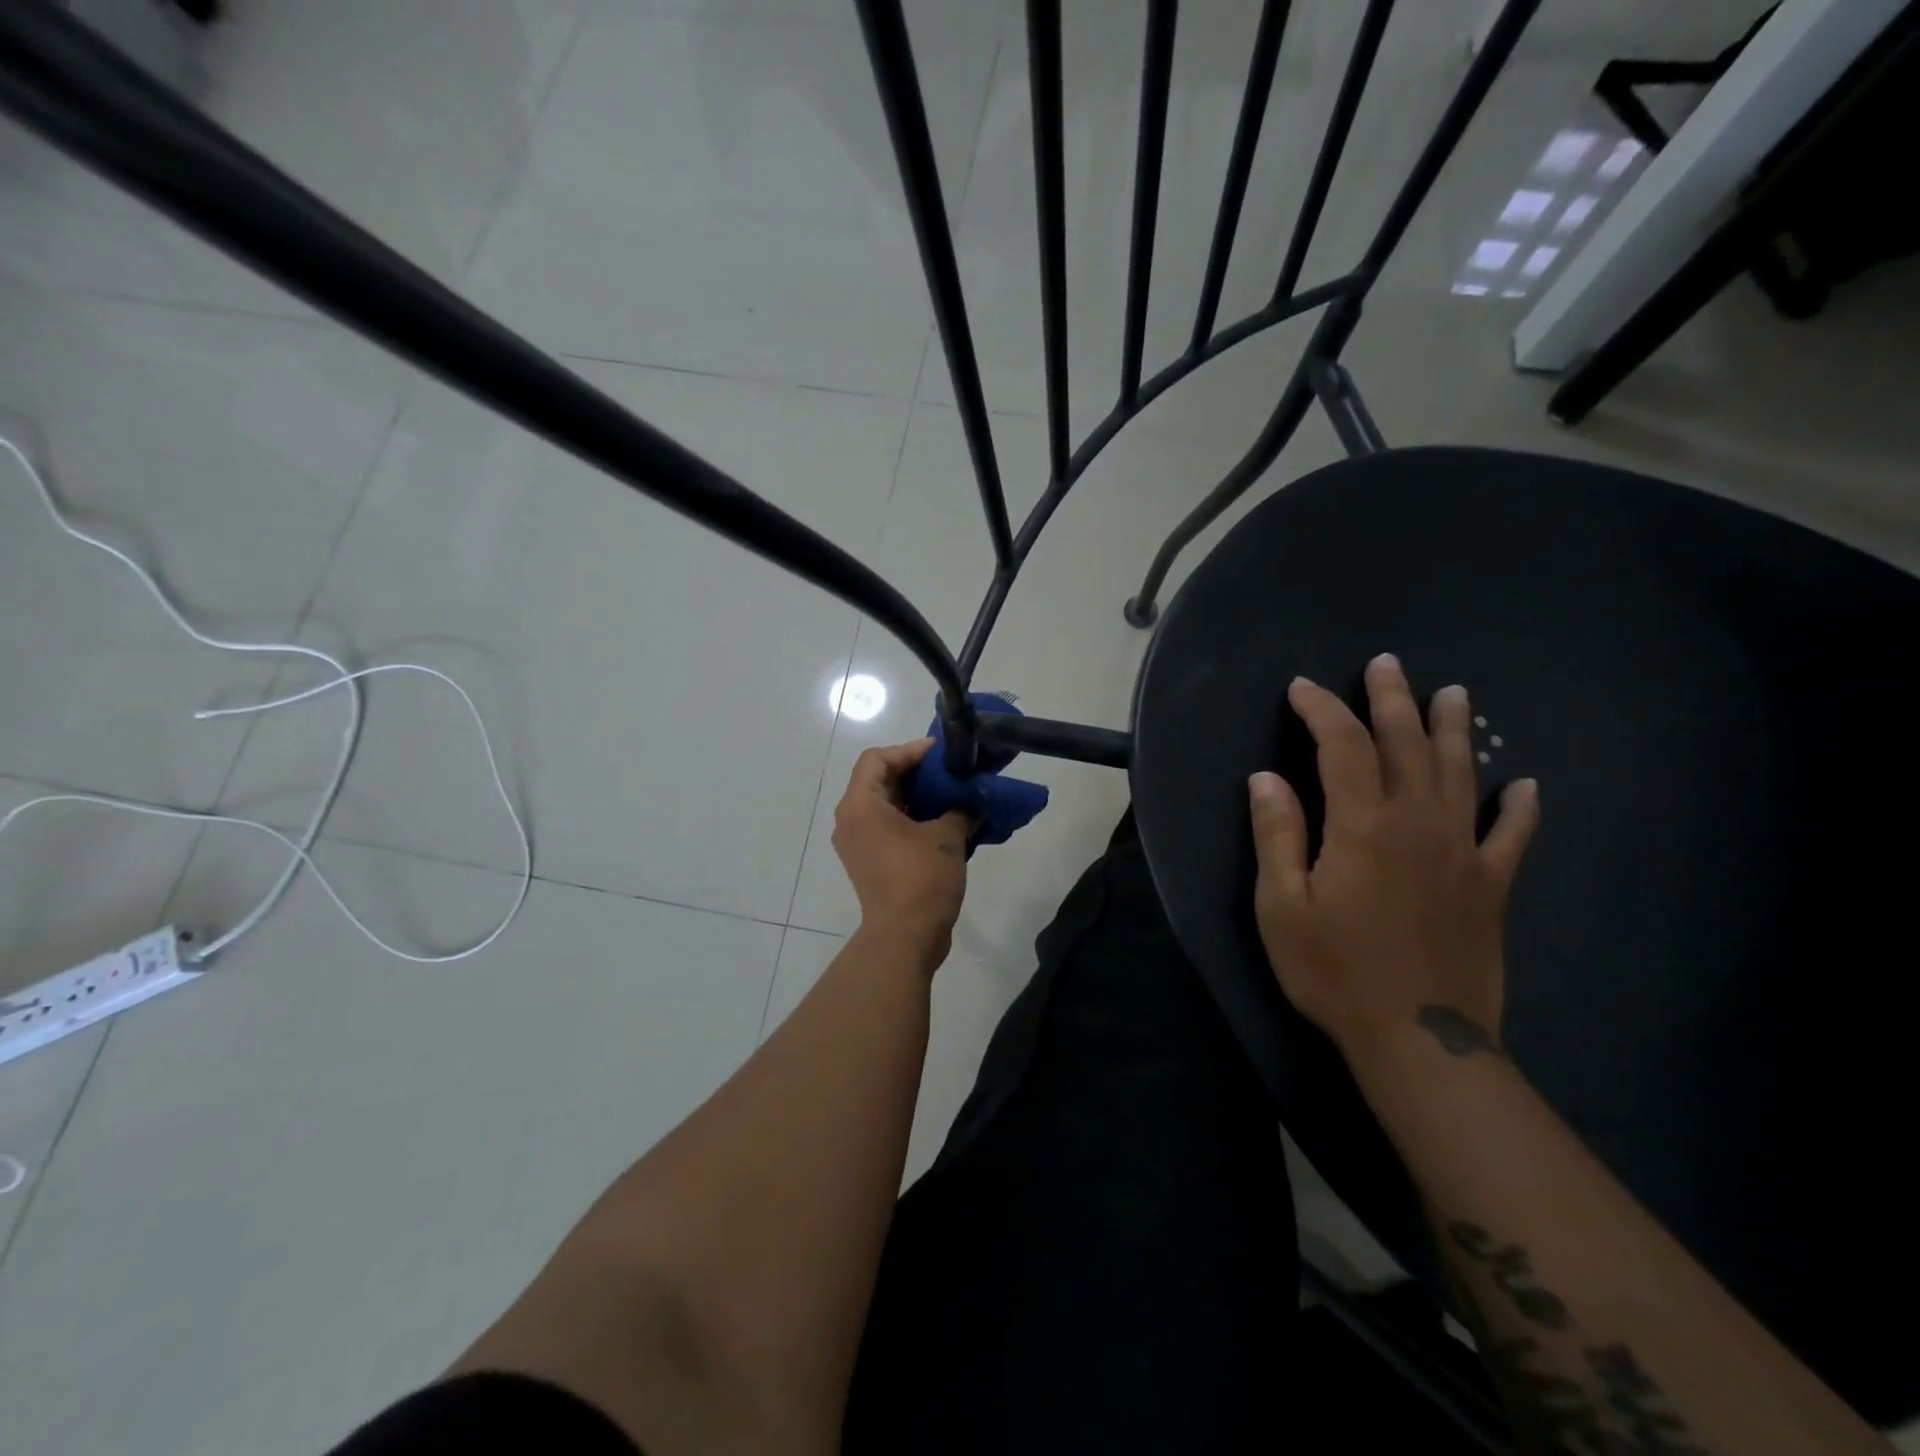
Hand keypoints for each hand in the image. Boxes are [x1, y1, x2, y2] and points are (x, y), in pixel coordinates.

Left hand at [832, 738, 969, 968]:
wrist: (905, 937)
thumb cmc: (920, 878)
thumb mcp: (947, 836)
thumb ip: (960, 809)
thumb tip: (971, 803)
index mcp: (860, 805)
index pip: (877, 759)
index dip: (909, 750)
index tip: (941, 754)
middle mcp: (851, 820)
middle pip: (879, 780)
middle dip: (916, 773)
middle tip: (950, 772)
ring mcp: (858, 844)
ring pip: (885, 806)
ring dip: (917, 797)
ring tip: (953, 794)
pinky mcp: (870, 863)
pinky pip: (888, 828)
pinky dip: (913, 820)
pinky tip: (946, 822)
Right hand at [1247, 654, 1538, 1066]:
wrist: (1419, 1040)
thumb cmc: (1334, 971)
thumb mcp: (1281, 906)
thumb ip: (1277, 835)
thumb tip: (1266, 778)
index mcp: (1363, 826)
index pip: (1343, 747)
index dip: (1322, 711)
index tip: (1302, 689)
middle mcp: (1419, 824)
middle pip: (1407, 745)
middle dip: (1392, 700)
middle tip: (1386, 664)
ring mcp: (1463, 852)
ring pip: (1461, 774)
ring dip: (1454, 730)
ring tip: (1453, 693)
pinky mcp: (1491, 886)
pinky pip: (1512, 836)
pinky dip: (1520, 808)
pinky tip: (1526, 786)